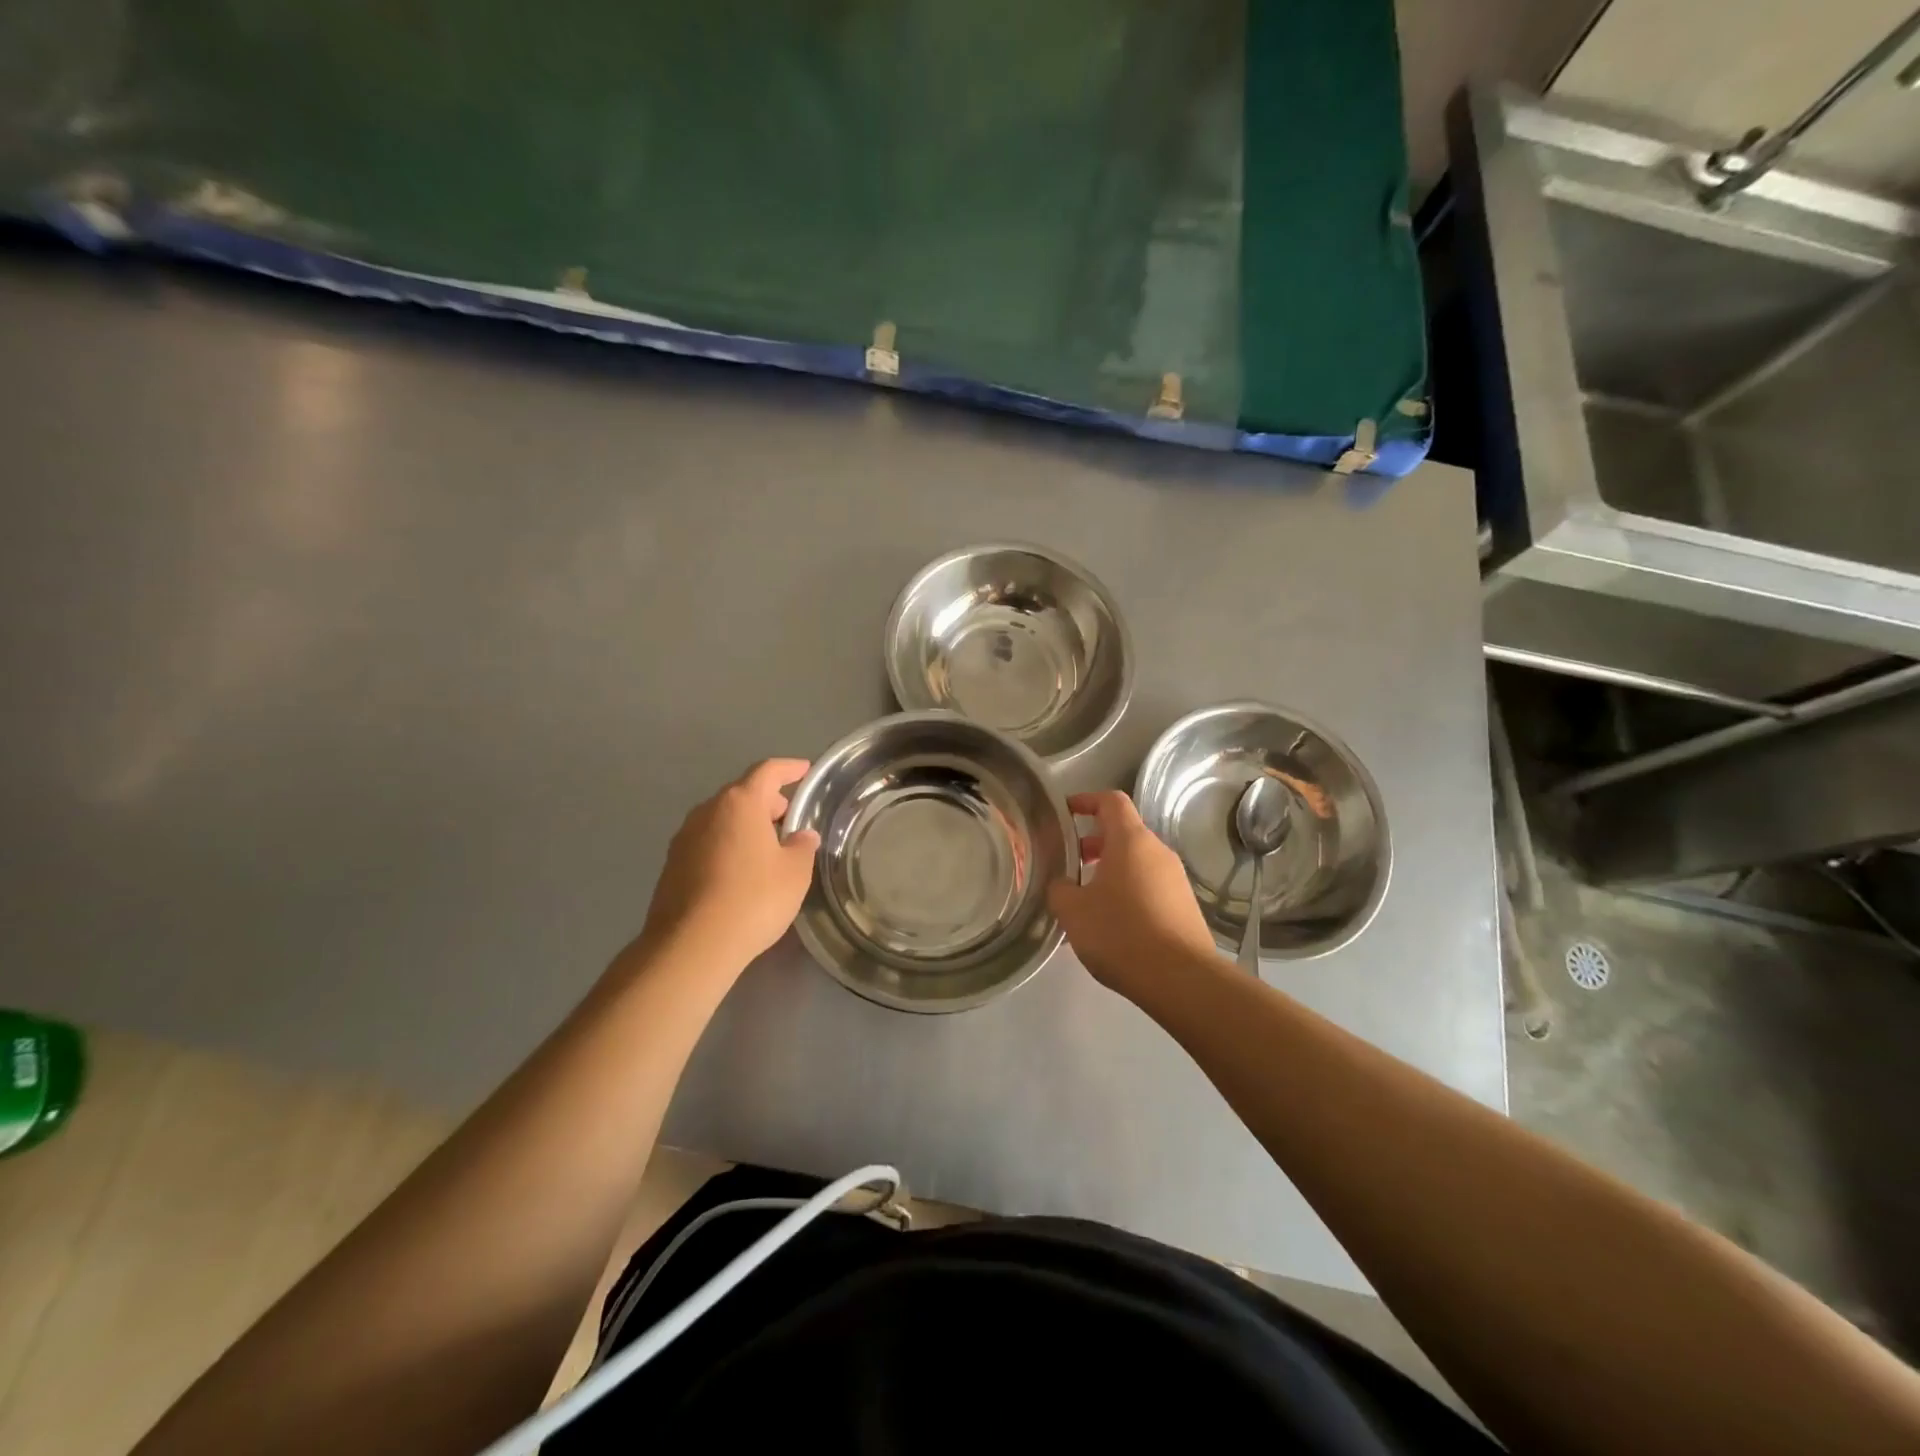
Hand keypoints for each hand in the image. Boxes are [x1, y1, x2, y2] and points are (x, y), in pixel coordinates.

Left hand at [639, 759, 820, 973]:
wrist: (691, 946)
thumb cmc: (753, 899)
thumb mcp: (794, 873)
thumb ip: (802, 847)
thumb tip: (801, 836)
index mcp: (740, 803)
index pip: (767, 771)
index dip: (788, 769)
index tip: (804, 770)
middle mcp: (707, 811)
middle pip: (741, 794)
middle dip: (767, 802)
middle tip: (788, 818)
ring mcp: (684, 838)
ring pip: (722, 819)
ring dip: (745, 825)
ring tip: (767, 847)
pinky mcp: (672, 865)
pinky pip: (707, 842)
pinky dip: (727, 846)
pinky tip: (740, 872)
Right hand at [1048, 790, 1216, 1000]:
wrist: (1181, 979)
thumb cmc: (1121, 933)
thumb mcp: (1073, 911)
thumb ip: (1060, 889)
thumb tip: (1062, 884)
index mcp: (1131, 841)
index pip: (1111, 801)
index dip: (1086, 800)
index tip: (1065, 811)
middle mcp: (1158, 852)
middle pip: (1124, 832)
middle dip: (1094, 842)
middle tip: (1070, 862)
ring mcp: (1176, 880)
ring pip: (1137, 862)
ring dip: (1110, 870)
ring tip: (1086, 898)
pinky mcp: (1185, 906)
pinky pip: (1150, 886)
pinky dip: (1128, 891)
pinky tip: (1112, 922)